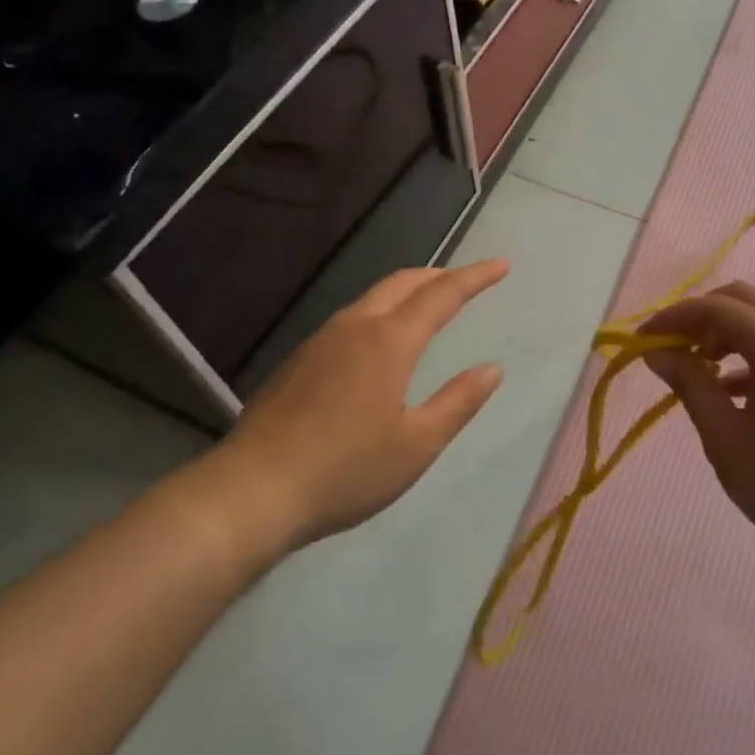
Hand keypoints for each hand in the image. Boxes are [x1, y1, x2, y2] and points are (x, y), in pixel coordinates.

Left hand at [206, 260, 508, 553]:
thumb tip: (492, 369)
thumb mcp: (417, 445)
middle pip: (403, 283)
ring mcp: (321, 340)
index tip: (502, 264)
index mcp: (389, 341)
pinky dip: (380, 312)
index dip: (475, 277)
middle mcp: (355, 327)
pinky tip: (379, 343)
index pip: (443, 294)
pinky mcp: (299, 360)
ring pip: (372, 298)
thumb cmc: (346, 470)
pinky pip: (350, 319)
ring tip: (428, 305)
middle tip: (467, 280)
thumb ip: (459, 402)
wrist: (252, 490)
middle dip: (439, 275)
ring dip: (407, 291)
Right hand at [641, 283, 754, 589]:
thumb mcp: (725, 438)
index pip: (714, 307)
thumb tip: (657, 353)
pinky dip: (750, 352)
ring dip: (724, 333)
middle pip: (741, 300)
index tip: (641, 344)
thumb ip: (689, 385)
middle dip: (698, 318)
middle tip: (670, 351)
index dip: (672, 319)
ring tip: (699, 373)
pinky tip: (733, 391)